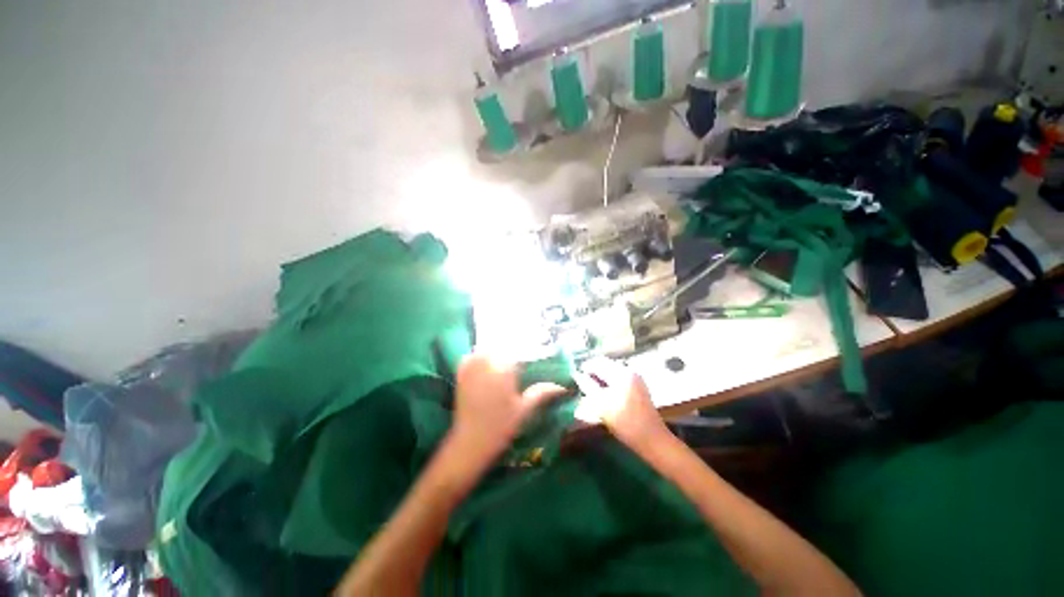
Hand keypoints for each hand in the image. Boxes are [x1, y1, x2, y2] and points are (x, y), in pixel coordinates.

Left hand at [447, 354, 567, 469]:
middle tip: (520, 356)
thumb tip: (561, 386)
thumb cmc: (500, 427)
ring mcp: (471, 367)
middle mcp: (486, 363)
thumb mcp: (524, 409)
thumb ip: (542, 392)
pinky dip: (479, 356)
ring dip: (495, 350)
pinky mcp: (461, 374)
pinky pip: (471, 357)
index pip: (517, 350)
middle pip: (501, 346)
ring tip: (505, 358)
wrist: (469, 442)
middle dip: (511, 348)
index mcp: (504, 369)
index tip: (535, 350)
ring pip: (485, 349)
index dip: (527, 349)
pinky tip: (486, 363)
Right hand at [574, 358, 669, 451]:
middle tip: (582, 383)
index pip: (597, 362)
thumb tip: (576, 374)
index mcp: (621, 373)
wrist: (652, 440)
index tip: (575, 376)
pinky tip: (605, 394)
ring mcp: (636, 378)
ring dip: (601, 377)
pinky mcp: (639, 387)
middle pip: (606, 365)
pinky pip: (619, 378)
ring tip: (591, 389)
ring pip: (612, 372)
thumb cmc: (625, 423)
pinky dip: (610, 382)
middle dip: (593, 372)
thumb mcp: (601, 404)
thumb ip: (588, 386)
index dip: (584, 368)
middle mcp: (629, 371)